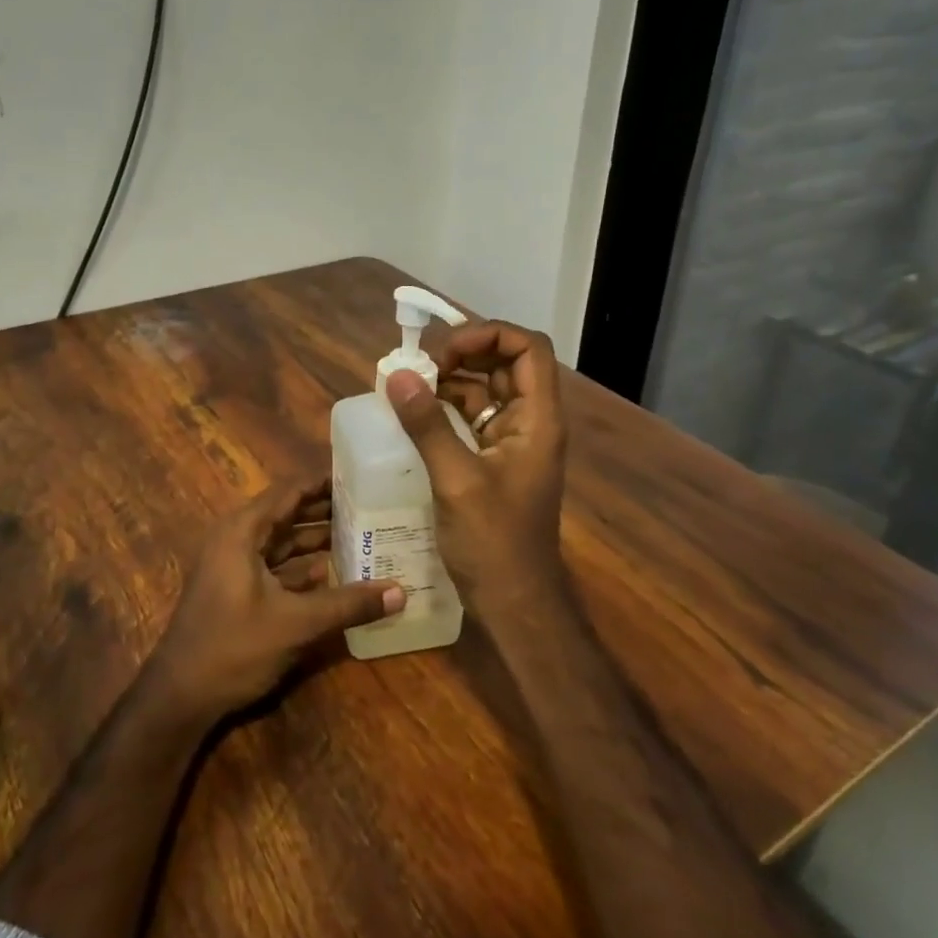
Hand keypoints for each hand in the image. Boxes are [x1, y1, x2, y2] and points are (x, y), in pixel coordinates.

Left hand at [149, 477, 402, 724]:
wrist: (180, 697)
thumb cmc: (233, 647)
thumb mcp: (296, 624)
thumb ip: (348, 604)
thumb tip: (401, 592)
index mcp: (242, 531)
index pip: (289, 491)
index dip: (323, 481)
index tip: (360, 475)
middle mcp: (237, 540)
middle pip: (288, 514)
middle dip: (326, 509)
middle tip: (371, 503)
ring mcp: (236, 566)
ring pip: (284, 542)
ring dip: (318, 539)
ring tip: (362, 532)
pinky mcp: (239, 591)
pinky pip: (278, 567)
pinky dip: (305, 567)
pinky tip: (337, 571)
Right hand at [384, 319, 567, 617]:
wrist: (515, 603)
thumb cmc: (494, 544)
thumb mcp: (456, 480)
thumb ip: (428, 425)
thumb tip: (399, 375)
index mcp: (538, 419)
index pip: (527, 348)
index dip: (488, 334)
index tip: (443, 352)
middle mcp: (530, 422)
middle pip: (506, 363)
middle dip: (463, 354)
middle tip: (420, 368)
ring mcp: (512, 442)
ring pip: (486, 390)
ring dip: (450, 382)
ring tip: (409, 388)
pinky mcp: (494, 461)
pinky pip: (472, 419)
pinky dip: (445, 410)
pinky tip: (414, 417)